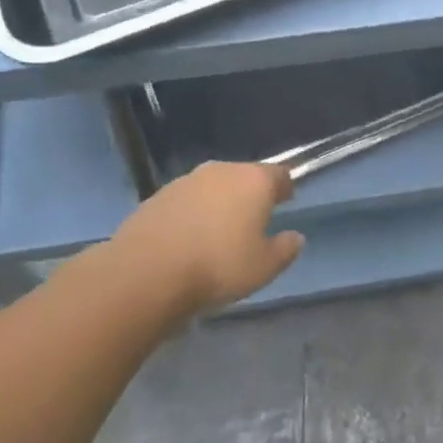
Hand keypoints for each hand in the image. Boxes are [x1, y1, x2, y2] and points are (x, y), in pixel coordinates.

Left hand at [112, 161, 304, 318]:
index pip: (280, 174)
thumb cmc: (218, 266)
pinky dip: (194, 213)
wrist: (146, 272)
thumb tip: (295, 237)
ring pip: (214, 187)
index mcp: (254, 180)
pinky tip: (190, 238)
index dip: (285, 188)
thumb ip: (285, 249)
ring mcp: (186, 181)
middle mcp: (222, 170)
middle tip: (254, 219)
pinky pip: (187, 201)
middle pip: (245, 177)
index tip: (287, 200)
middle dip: (251, 194)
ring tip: (220, 231)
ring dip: (220, 203)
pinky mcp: (158, 196)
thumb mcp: (264, 267)